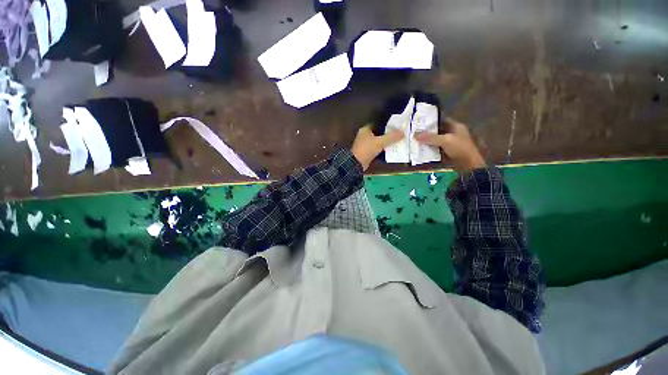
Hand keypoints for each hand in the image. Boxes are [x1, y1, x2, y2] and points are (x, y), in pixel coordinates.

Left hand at [352, 125, 403, 170]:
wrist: (356, 163)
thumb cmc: (367, 149)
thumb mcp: (380, 142)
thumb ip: (391, 137)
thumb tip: (403, 132)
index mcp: (365, 130)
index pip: (378, 124)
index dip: (387, 125)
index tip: (396, 126)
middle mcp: (364, 136)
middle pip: (378, 133)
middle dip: (387, 134)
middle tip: (398, 135)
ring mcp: (364, 145)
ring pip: (377, 141)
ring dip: (385, 142)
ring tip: (396, 142)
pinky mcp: (366, 153)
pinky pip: (376, 149)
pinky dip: (382, 149)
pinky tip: (389, 150)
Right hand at [414, 117, 485, 173]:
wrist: (468, 166)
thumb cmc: (460, 149)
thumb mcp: (445, 141)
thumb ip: (430, 137)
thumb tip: (414, 135)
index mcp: (456, 127)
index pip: (441, 120)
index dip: (430, 121)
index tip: (418, 123)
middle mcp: (452, 134)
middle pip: (437, 132)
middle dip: (426, 133)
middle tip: (413, 133)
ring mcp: (449, 144)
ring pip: (435, 141)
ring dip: (426, 142)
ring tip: (414, 141)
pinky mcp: (446, 153)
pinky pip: (435, 150)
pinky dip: (428, 150)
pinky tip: (419, 151)